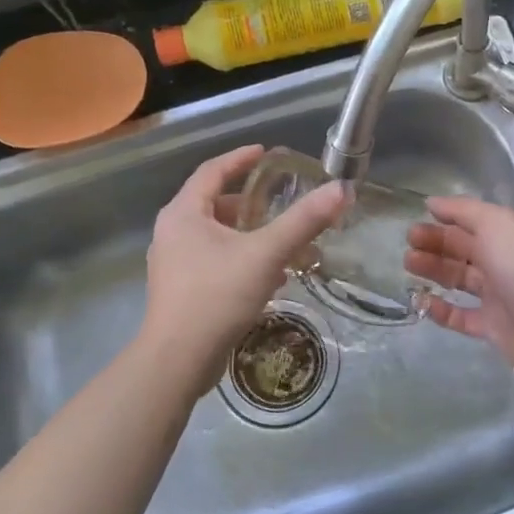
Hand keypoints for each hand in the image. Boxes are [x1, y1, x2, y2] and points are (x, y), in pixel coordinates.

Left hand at [142, 145, 345, 376]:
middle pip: (213, 203)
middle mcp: (172, 233)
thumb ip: (303, 221)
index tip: (266, 153)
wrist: (178, 360)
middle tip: (280, 200)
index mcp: (184, 213)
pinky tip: (269, 277)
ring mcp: (173, 264)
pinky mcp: (181, 290)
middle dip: (249, 201)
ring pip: (215, 236)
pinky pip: (214, 261)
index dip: (240, 159)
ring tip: (281, 240)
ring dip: (248, 234)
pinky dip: (240, 258)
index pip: (212, 171)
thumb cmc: (216, 296)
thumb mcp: (266, 254)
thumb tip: (341, 189)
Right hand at [405, 197, 513, 392]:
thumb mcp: (497, 225)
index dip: (446, 218)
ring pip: (460, 279)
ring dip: (434, 271)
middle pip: (464, 248)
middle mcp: (506, 260)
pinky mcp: (493, 327)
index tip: (416, 219)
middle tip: (408, 245)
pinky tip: (422, 302)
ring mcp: (500, 295)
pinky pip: (462, 316)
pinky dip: (442, 309)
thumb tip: (433, 203)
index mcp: (511, 233)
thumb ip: (464, 211)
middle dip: (435, 243)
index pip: (474, 220)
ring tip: (409, 266)